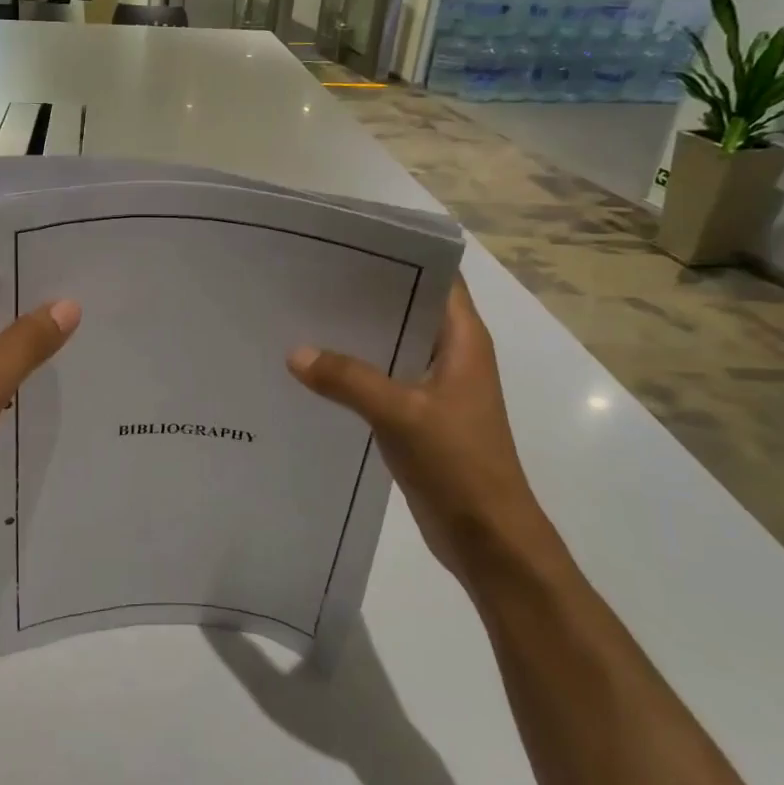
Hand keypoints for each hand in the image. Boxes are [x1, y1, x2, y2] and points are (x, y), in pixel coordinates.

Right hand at [287, 275, 559, 588]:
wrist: (488, 538)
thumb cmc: (459, 464)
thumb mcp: (400, 414)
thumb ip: (348, 379)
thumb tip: (295, 352)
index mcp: (464, 340)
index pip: (437, 278)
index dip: (399, 257)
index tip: (348, 246)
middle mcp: (453, 355)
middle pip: (408, 309)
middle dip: (365, 294)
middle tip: (310, 278)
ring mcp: (437, 387)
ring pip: (393, 345)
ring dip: (357, 335)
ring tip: (304, 316)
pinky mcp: (420, 416)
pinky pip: (384, 379)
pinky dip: (356, 371)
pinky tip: (316, 369)